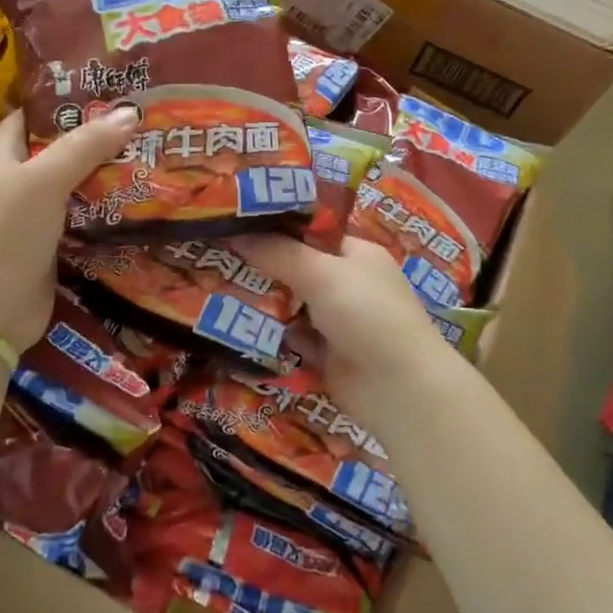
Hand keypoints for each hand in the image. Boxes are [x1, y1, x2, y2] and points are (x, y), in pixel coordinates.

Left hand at [0, 107, 139, 352]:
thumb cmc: (7, 236)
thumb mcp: (44, 181)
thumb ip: (85, 146)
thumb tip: (129, 113)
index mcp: (2, 157)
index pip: (32, 116)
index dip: (65, 102)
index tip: (109, 92)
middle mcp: (16, 182)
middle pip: (60, 150)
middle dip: (98, 138)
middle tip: (143, 124)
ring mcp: (33, 216)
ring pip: (75, 185)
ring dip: (107, 175)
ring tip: (152, 155)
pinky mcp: (51, 245)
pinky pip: (82, 218)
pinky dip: (106, 209)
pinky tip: (140, 200)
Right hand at [233, 234, 449, 386]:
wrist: (399, 389)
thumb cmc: (367, 314)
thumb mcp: (322, 273)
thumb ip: (278, 253)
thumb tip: (236, 234)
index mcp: (355, 253)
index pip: (310, 230)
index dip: (275, 226)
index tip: (235, 223)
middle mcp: (347, 282)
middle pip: (296, 267)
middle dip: (261, 264)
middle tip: (216, 254)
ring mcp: (336, 320)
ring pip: (290, 303)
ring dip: (261, 299)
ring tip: (213, 284)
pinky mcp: (325, 353)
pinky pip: (290, 336)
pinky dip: (269, 332)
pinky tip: (232, 323)